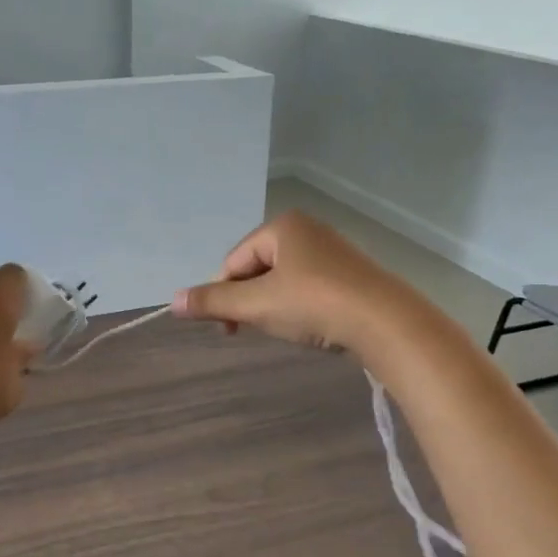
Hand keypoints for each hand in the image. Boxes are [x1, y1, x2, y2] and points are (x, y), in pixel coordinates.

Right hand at [170, 211, 425, 358]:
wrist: (385, 321)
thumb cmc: (314, 303)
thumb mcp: (257, 304)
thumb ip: (214, 301)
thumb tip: (173, 301)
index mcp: (282, 226)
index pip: (234, 261)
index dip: (223, 295)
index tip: (227, 329)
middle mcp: (307, 230)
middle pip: (257, 268)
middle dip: (249, 301)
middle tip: (254, 330)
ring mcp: (332, 251)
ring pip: (283, 280)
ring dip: (273, 306)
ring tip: (286, 329)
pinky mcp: (350, 275)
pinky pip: (309, 287)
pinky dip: (299, 307)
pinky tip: (310, 326)